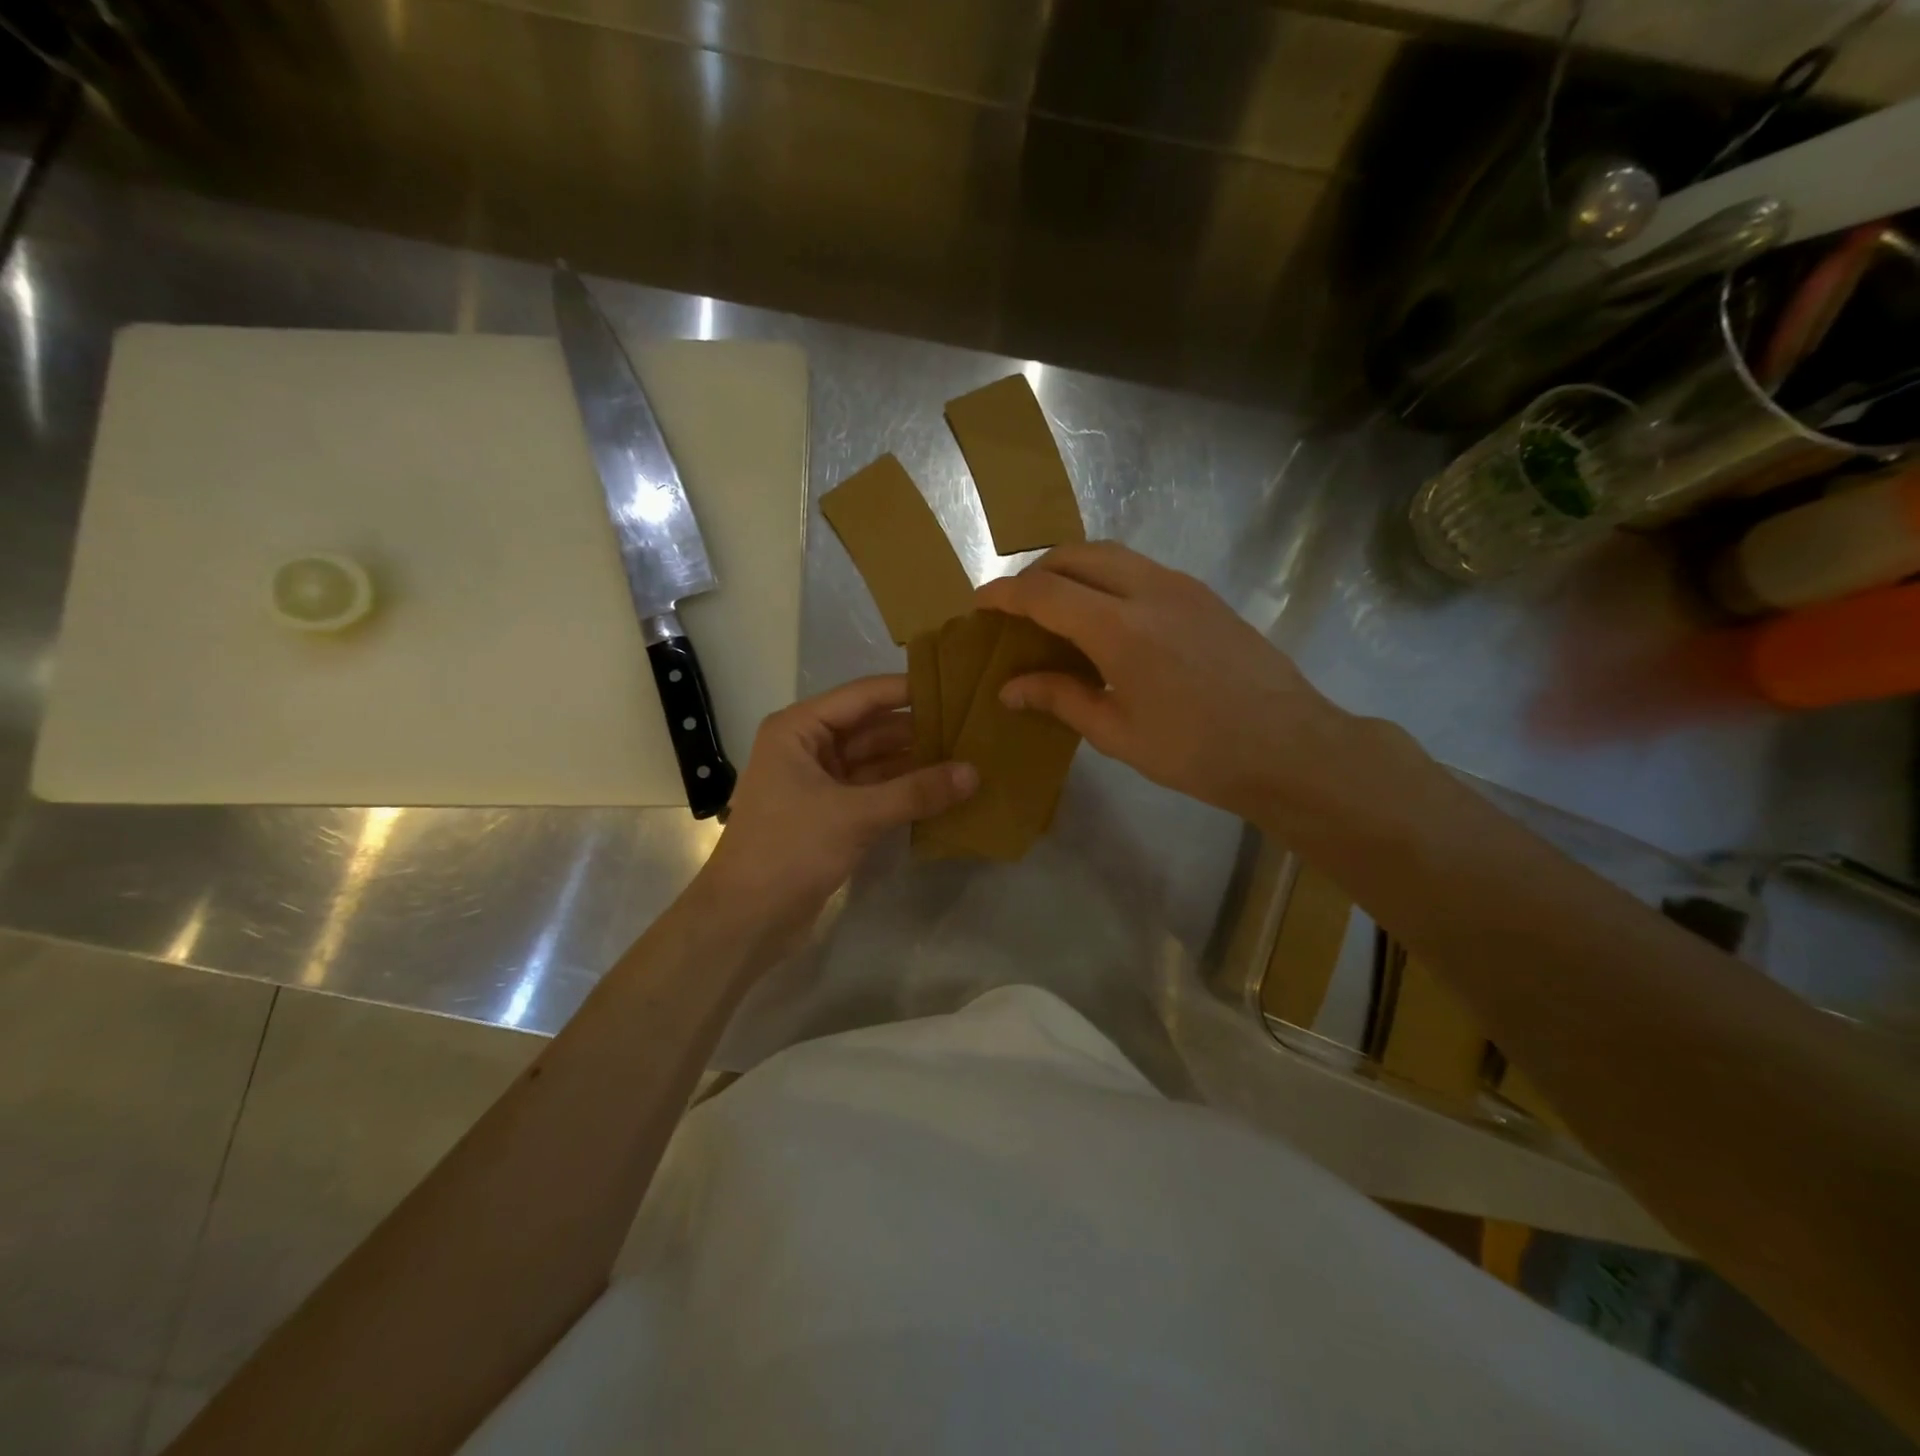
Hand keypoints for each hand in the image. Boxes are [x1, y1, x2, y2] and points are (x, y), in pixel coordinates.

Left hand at [695, 675, 975, 944]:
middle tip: (973, 727)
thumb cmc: (789, 850)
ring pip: (876, 762)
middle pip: (872, 728)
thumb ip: (916, 792)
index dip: (909, 690)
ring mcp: (818, 782)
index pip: (863, 696)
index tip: (958, 686)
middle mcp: (807, 747)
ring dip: (915, 763)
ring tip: (967, 756)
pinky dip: (903, 792)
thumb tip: (974, 773)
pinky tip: (943, 792)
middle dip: (918, 730)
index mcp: (799, 729)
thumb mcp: (855, 815)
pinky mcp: (829, 814)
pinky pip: (874, 791)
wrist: (744, 920)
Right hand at [974, 542, 1353, 821]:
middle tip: (1017, 606)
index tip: (979, 603)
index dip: (1005, 595)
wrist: (1289, 746)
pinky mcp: (1203, 594)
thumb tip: (1010, 688)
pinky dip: (1107, 578)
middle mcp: (1148, 590)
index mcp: (1119, 628)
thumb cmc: (1196, 751)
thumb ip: (1060, 699)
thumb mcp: (1118, 733)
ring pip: (1111, 554)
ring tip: (1057, 607)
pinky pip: (1140, 569)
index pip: (1045, 592)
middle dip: (1037, 572)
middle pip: (1076, 555)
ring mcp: (1182, 586)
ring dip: (1074, 569)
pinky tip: (1107, 618)